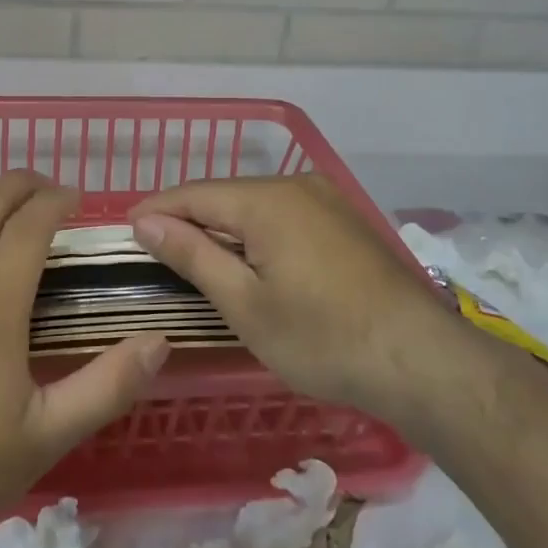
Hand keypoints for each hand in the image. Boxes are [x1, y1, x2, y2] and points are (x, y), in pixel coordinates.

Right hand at [131, 174, 470, 430]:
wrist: (422, 361)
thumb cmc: (322, 337)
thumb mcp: (245, 303)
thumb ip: (193, 254)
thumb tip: (146, 221)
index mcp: (266, 199)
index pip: (192, 194)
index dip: (156, 210)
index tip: (125, 231)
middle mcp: (296, 185)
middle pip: (225, 196)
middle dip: (188, 219)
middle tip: (154, 251)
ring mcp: (326, 200)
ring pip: (255, 205)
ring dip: (222, 227)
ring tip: (194, 257)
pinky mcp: (345, 221)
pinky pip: (284, 216)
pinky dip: (256, 233)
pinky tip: (249, 260)